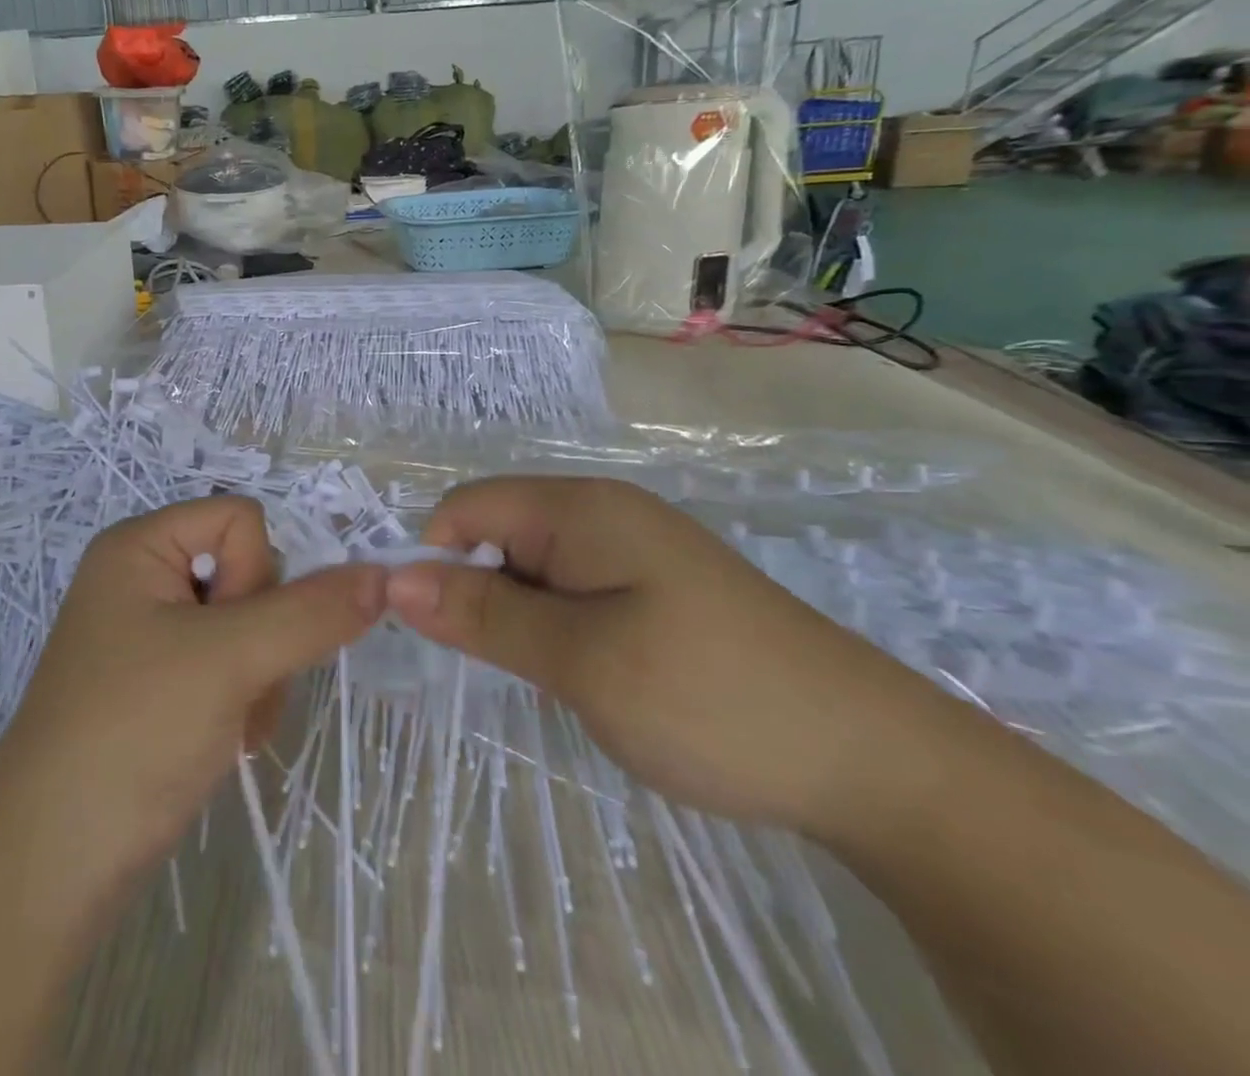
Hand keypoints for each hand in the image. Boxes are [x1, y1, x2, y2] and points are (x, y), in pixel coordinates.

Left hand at [0, 496, 386, 889]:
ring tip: (228, 726)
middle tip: (234, 689)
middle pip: (249, 573)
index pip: (242, 519)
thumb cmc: (133, 732)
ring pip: (250, 626)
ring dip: (259, 677)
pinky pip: (230, 664)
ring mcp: (151, 634)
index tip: (233, 638)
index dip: (256, 575)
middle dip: (263, 637)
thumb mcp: (229, 660)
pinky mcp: (160, 683)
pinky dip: (242, 700)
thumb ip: (312, 612)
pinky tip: (221, 741)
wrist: (51, 866)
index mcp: (141, 546)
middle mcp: (143, 578)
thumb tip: (383, 575)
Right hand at [383, 476, 932, 832]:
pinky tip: (587, 675)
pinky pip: (572, 590)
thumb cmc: (710, 699)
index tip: (438, 633)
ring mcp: (632, 550)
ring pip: (533, 567)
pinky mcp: (653, 588)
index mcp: (580, 508)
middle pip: (497, 533)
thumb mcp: (580, 660)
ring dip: (518, 617)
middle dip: (477, 592)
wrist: (873, 761)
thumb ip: (483, 614)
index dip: (436, 561)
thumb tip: (394, 580)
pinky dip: (556, 628)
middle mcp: (602, 512)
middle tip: (503, 668)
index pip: (466, 508)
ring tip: (552, 679)